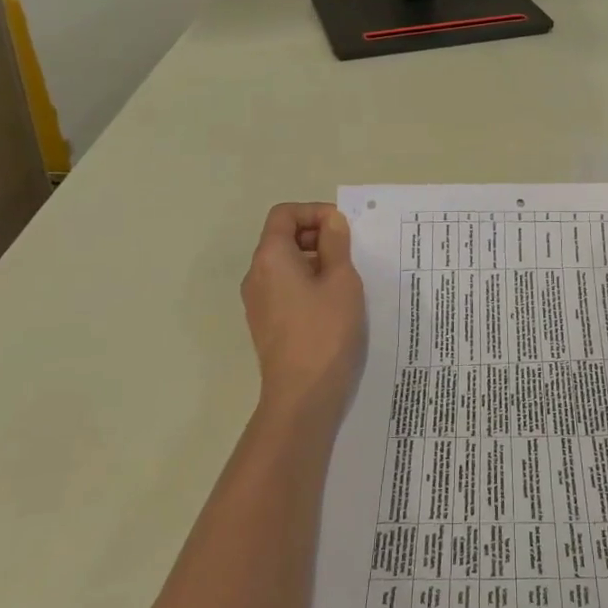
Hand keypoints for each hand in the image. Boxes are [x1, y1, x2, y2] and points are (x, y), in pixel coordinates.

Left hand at [241, 203, 365, 424]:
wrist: (303, 396)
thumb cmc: (325, 331)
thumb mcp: (341, 280)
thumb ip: (336, 244)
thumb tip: (330, 222)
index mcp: (270, 258)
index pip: (284, 214)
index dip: (314, 212)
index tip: (342, 229)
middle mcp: (256, 276)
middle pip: (282, 238)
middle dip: (317, 236)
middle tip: (350, 252)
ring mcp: (258, 302)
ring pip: (286, 264)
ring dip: (316, 261)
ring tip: (347, 278)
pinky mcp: (267, 324)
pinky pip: (286, 288)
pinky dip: (308, 283)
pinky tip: (334, 303)